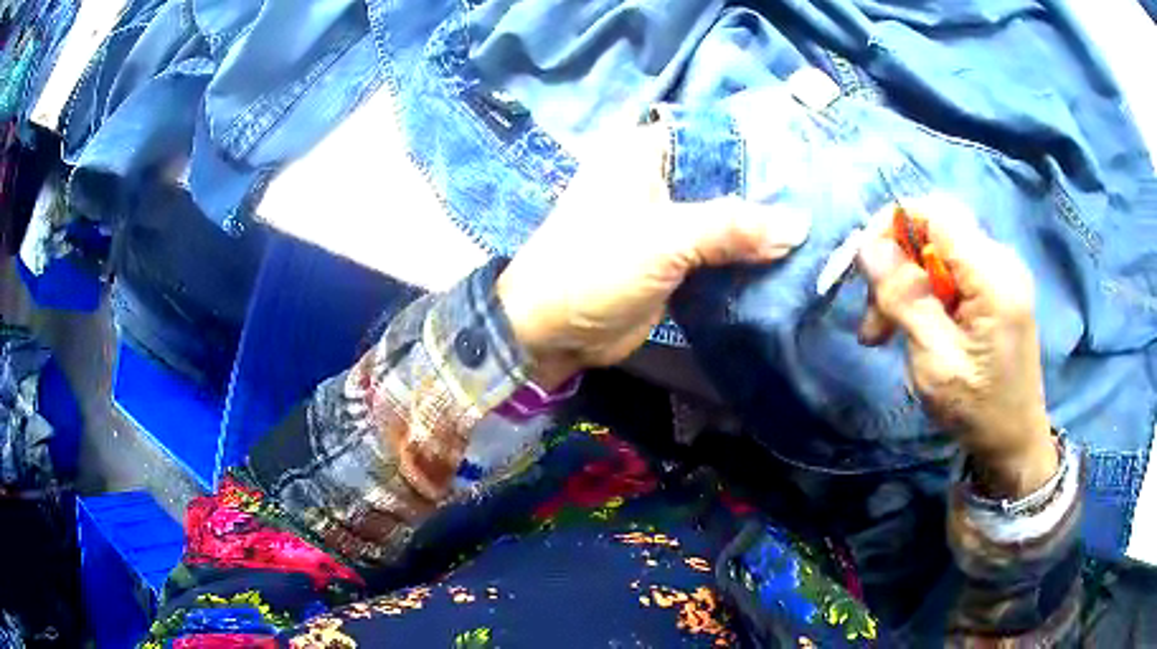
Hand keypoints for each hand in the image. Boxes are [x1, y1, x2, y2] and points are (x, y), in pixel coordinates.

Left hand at [497, 125, 810, 388]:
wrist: (552, 332)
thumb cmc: (594, 268)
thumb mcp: (664, 239)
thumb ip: (732, 227)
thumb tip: (799, 225)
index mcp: (645, 152)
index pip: (715, 134)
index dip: (761, 144)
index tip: (810, 156)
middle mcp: (659, 177)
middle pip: (726, 176)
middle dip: (769, 190)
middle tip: (826, 198)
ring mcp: (669, 220)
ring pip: (727, 215)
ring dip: (762, 227)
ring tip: (820, 228)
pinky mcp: (675, 258)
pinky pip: (720, 251)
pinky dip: (747, 257)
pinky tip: (789, 260)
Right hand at [856, 195, 1056, 498]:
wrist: (1015, 443)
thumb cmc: (978, 411)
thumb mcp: (936, 363)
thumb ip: (905, 299)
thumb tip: (867, 246)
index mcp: (993, 275)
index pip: (936, 212)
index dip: (893, 225)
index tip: (866, 267)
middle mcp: (1000, 261)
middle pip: (934, 232)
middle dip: (896, 266)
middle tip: (872, 321)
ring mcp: (1000, 274)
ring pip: (937, 253)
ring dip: (906, 286)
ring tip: (882, 333)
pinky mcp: (996, 289)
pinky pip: (950, 272)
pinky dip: (924, 295)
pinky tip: (914, 328)